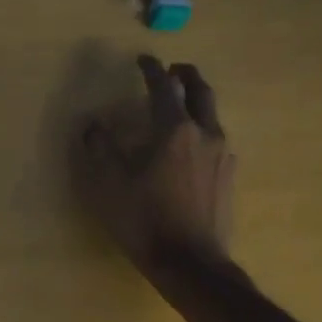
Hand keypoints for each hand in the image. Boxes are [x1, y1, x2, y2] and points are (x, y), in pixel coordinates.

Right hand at [74, 55, 235, 274]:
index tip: (143, 59)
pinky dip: (202, 128)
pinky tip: (191, 146)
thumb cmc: (145, 220)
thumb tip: (93, 125)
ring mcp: (222, 155)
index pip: (163, 87)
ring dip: (197, 101)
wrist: (190, 262)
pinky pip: (216, 139)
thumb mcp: (110, 184)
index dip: (151, 70)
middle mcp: (205, 133)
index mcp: (174, 130)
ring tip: (181, 106)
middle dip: (186, 75)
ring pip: (212, 115)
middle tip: (173, 71)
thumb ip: (100, 149)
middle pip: (201, 91)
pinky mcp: (228, 176)